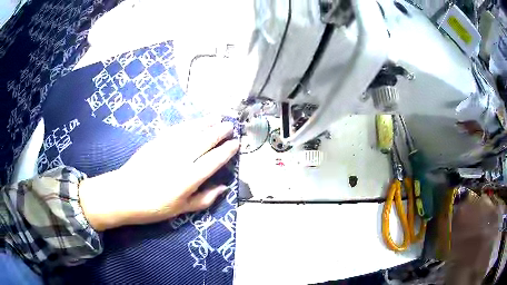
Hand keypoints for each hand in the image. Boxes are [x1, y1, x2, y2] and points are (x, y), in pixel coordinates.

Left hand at [79, 119, 239, 230]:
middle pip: (204, 141)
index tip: (236, 144)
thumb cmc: (153, 207)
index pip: (212, 161)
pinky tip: (195, 122)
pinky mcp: (155, 142)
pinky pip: (176, 130)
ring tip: (217, 117)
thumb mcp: (180, 210)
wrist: (123, 194)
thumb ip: (203, 199)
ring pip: (191, 132)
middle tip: (230, 126)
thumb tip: (222, 188)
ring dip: (206, 123)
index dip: (226, 151)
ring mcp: (166, 148)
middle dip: (219, 132)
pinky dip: (188, 124)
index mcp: (187, 179)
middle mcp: (179, 160)